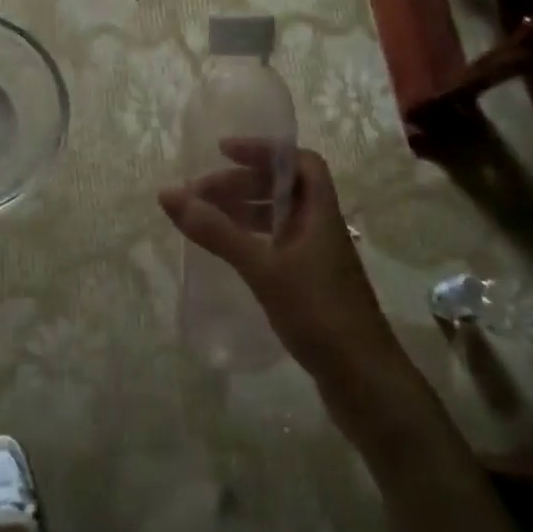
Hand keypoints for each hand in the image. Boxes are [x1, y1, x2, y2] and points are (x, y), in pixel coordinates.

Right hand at [158, 144, 400, 382]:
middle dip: (241, 184)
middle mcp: (321, 229)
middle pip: (283, 190)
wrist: (363, 380)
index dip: (263, 151)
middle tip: (199, 195)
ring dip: (243, 212)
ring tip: (205, 219)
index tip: (222, 152)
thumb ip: (217, 231)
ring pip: (278, 220)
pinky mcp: (310, 287)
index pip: (300, 162)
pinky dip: (250, 240)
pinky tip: (229, 253)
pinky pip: (276, 247)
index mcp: (320, 214)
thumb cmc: (318, 313)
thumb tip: (169, 194)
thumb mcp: (263, 268)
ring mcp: (317, 259)